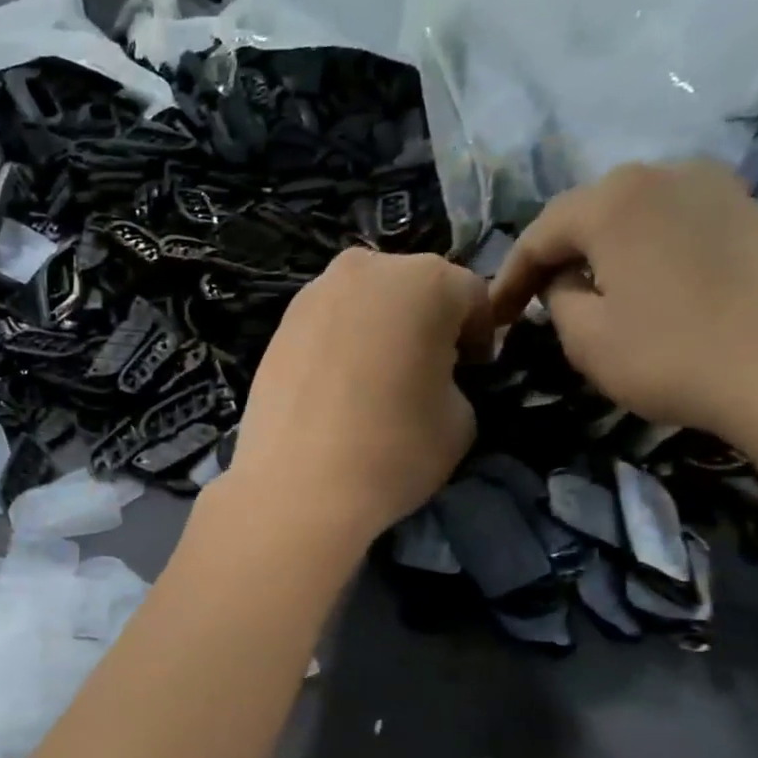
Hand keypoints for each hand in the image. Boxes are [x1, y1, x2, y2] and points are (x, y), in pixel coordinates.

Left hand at [221, 248, 492, 550]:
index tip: (473, 371)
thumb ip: (455, 380)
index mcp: (426, 281)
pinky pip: (326, 327)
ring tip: (375, 382)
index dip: (479, 336)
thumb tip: (434, 377)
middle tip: (425, 371)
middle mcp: (366, 269)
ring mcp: (313, 295)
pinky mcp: (278, 327)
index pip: (471, 296)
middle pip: (412, 288)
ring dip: (378, 331)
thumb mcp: (462, 419)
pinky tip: (336, 389)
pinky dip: (339, 346)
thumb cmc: (394, 450)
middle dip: (425, 323)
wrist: (296, 487)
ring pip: (363, 303)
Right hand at [490, 160, 757, 457]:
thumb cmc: (673, 355)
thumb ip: (557, 298)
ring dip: (595, 249)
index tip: (491, 319)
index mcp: (613, 200)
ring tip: (578, 291)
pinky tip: (634, 281)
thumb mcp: (586, 338)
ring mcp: (712, 185)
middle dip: (551, 256)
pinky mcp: (745, 209)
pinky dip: (639, 246)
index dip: (508, 279)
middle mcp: (661, 173)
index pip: (538, 235)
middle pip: (584, 213)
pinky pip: (667, 219)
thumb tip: (565, 280)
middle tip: (529, 302)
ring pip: (627, 212)